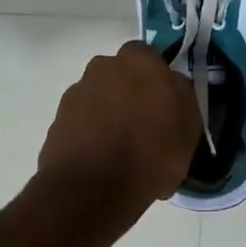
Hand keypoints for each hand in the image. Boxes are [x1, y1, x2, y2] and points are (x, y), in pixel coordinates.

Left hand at [37, 41, 200, 208]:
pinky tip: (103, 161)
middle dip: (130, 92)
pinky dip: (91, 134)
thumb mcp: (189, 128)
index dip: (157, 78)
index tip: (165, 102)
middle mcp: (103, 68)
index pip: (149, 56)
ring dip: (109, 113)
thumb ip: (182, 97)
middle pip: (120, 75)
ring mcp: (76, 93)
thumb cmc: (151, 154)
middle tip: (145, 124)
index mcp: (139, 62)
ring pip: (100, 97)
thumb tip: (172, 86)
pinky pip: (82, 122)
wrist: (91, 190)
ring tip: (123, 149)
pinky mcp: (56, 121)